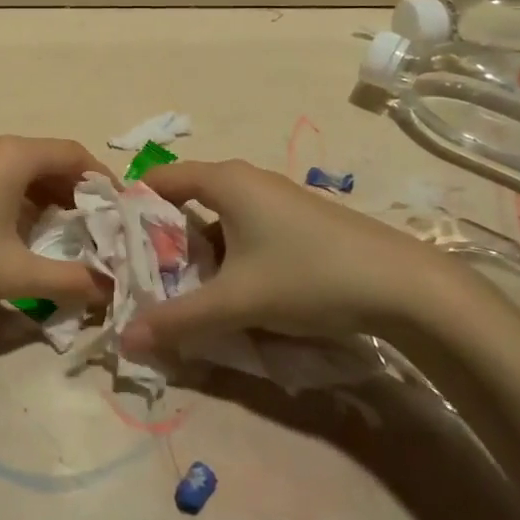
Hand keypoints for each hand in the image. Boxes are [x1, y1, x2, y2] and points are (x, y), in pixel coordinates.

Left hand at [0, 134, 112, 325]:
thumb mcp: (14, 274)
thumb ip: (69, 279)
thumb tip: (109, 287)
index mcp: (10, 155)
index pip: (72, 153)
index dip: (102, 180)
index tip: (120, 212)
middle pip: (45, 158)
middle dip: (74, 192)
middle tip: (95, 230)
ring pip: (17, 168)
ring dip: (43, 196)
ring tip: (60, 235)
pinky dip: (15, 197)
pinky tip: (16, 232)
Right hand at [119, 159, 461, 355]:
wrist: (407, 286)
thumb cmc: (309, 276)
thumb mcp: (237, 301)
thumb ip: (178, 319)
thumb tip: (124, 340)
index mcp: (224, 181)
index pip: (159, 179)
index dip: (131, 206)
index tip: (112, 242)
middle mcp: (246, 180)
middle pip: (185, 199)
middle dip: (161, 236)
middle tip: (141, 275)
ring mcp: (276, 199)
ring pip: (217, 218)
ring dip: (195, 250)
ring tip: (181, 289)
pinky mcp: (298, 221)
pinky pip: (243, 229)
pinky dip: (226, 253)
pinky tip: (231, 290)